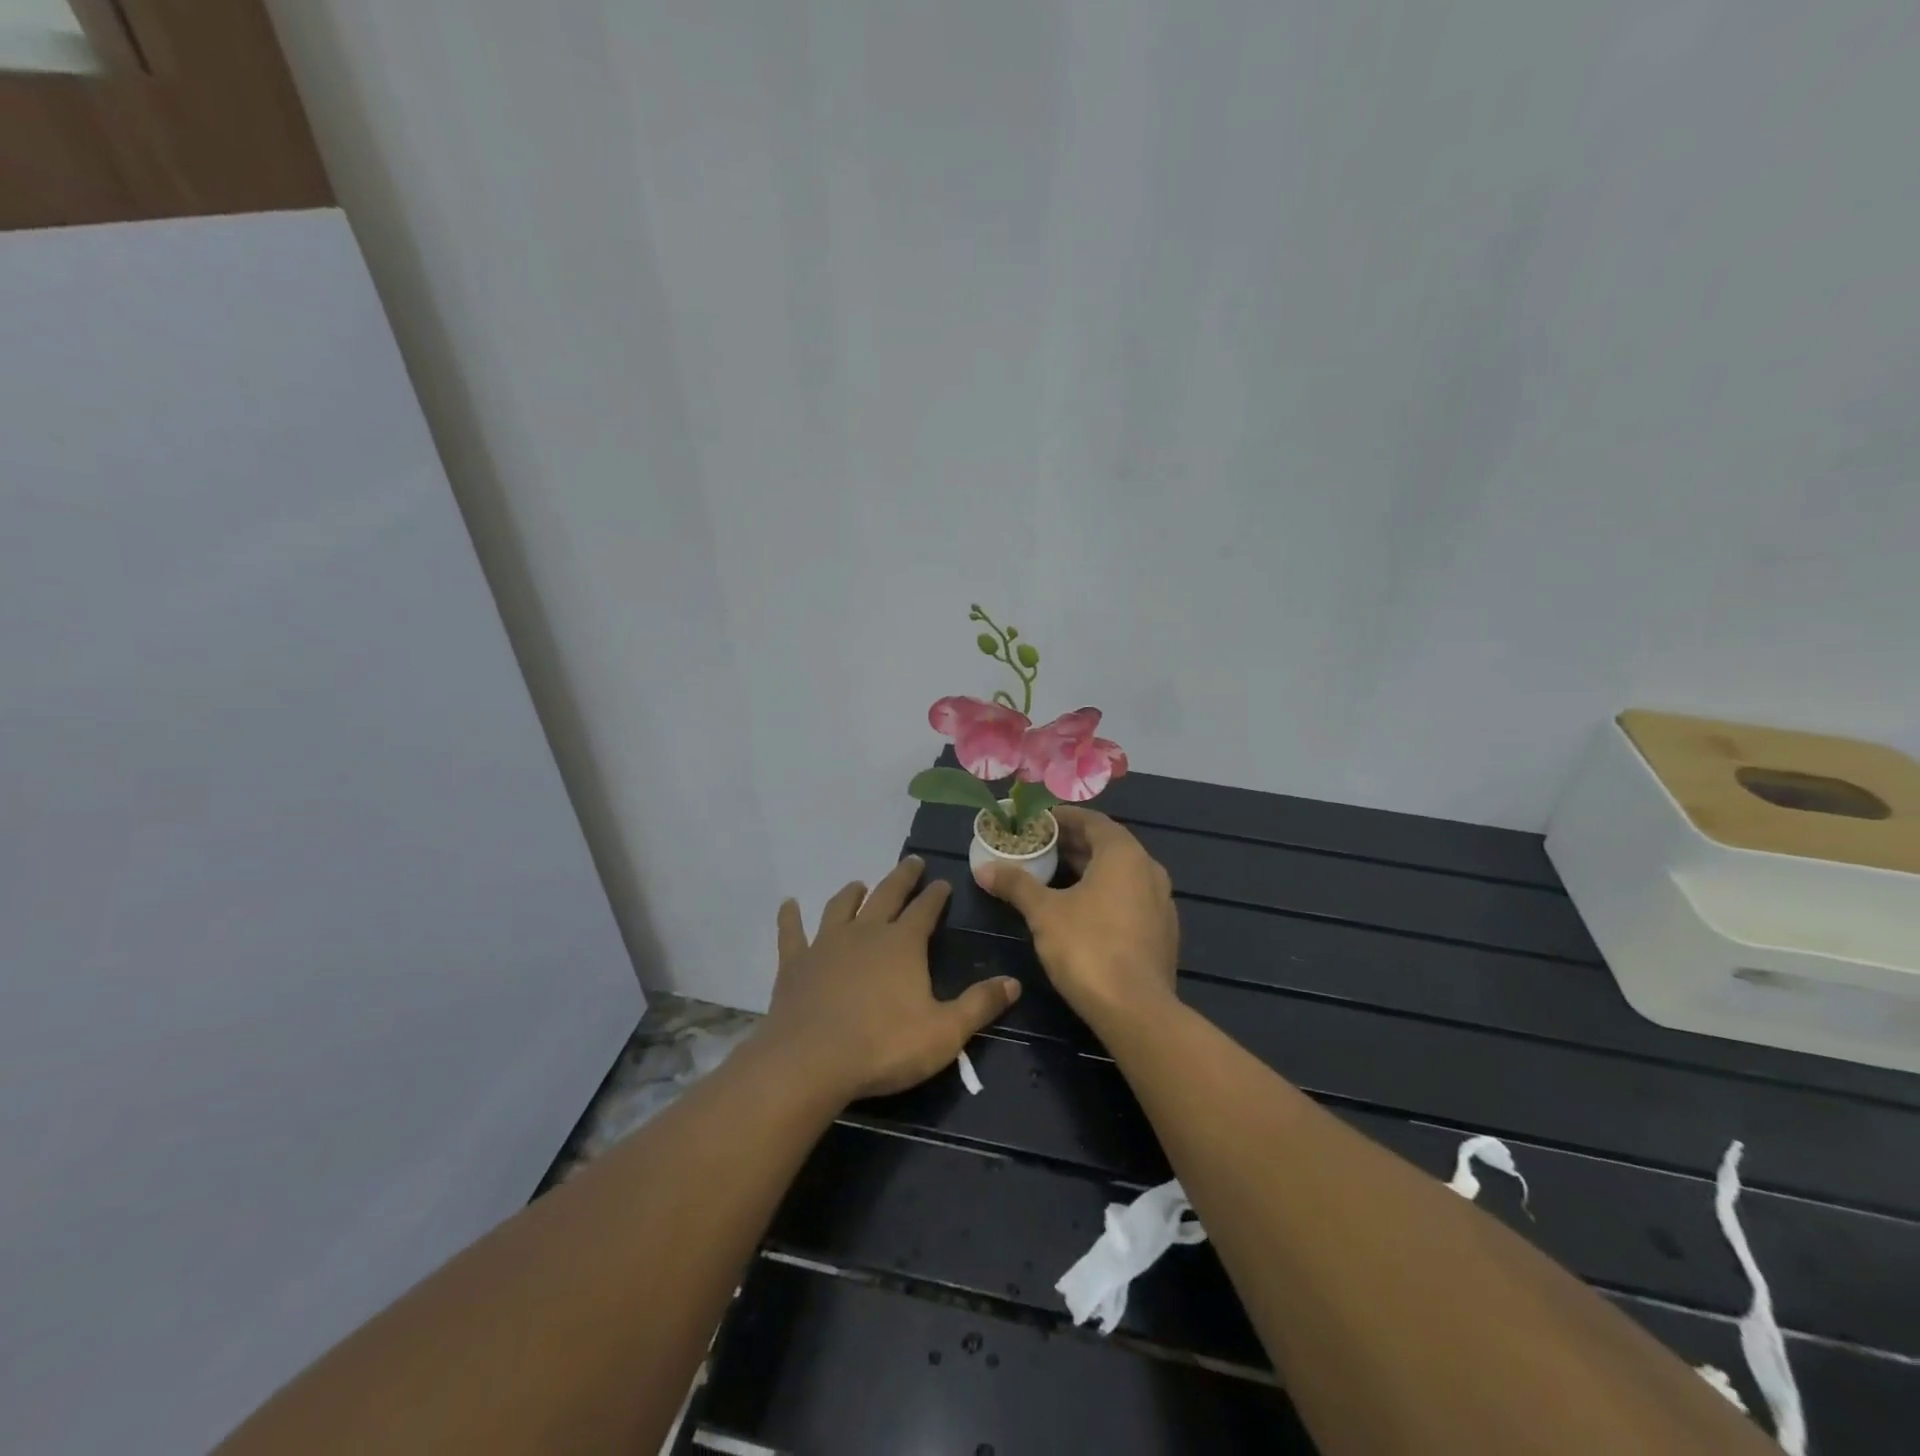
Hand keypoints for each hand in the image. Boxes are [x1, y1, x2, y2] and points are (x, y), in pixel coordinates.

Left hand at [760, 856, 1021, 1102]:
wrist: (811, 1061)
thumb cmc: (884, 1046)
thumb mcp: (944, 1032)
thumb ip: (979, 1005)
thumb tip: (1014, 982)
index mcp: (903, 944)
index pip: (926, 910)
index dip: (936, 895)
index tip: (943, 882)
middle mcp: (866, 932)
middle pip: (887, 895)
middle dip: (902, 878)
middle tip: (912, 862)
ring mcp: (826, 944)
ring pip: (841, 907)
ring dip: (852, 893)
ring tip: (859, 884)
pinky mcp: (795, 963)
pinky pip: (792, 933)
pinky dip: (790, 918)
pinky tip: (788, 905)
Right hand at [977, 807, 1178, 1031]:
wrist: (1137, 1010)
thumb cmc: (1088, 948)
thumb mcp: (1044, 912)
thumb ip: (1016, 884)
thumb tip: (983, 869)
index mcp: (1124, 855)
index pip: (1093, 821)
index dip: (1064, 818)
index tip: (1038, 822)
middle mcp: (1149, 870)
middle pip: (1108, 846)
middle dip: (1073, 844)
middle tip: (1040, 847)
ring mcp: (1161, 902)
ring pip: (1121, 873)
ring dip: (1089, 869)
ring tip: (1055, 875)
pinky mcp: (1162, 931)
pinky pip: (1130, 898)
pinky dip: (1105, 893)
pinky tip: (1081, 910)